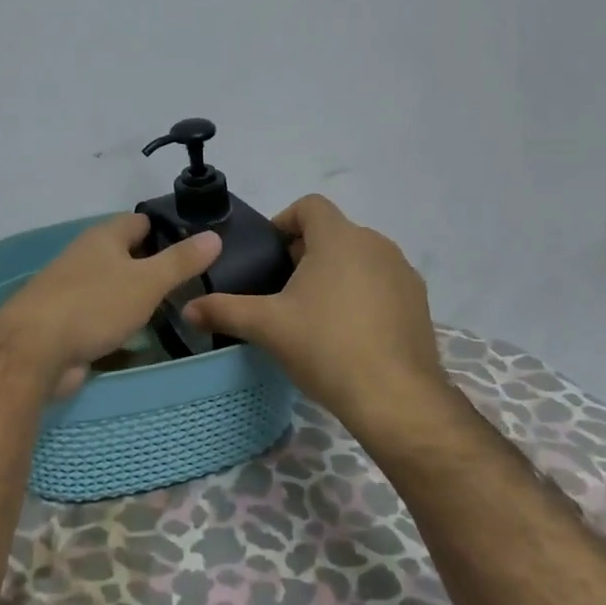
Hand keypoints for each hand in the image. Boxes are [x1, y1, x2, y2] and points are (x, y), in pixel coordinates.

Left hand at [0, 213, 221, 399]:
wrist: (34, 350)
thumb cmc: (94, 305)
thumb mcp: (146, 281)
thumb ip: (180, 261)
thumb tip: (213, 236)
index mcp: (102, 238)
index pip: (139, 222)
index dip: (167, 229)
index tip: (197, 245)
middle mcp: (86, 258)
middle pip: (126, 257)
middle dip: (155, 268)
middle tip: (195, 285)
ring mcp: (73, 292)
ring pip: (115, 290)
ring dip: (139, 301)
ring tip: (177, 313)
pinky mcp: (67, 325)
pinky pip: (102, 321)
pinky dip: (122, 329)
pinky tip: (144, 342)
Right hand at [183, 194, 453, 434]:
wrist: (396, 398)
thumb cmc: (326, 347)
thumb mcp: (266, 327)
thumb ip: (224, 310)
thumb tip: (187, 309)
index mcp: (339, 238)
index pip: (309, 206)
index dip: (284, 221)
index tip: (268, 256)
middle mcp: (376, 245)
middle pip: (333, 233)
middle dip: (305, 253)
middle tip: (281, 289)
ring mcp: (402, 274)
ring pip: (359, 258)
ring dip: (334, 273)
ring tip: (312, 312)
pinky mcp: (418, 303)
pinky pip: (381, 283)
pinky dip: (361, 294)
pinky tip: (347, 332)